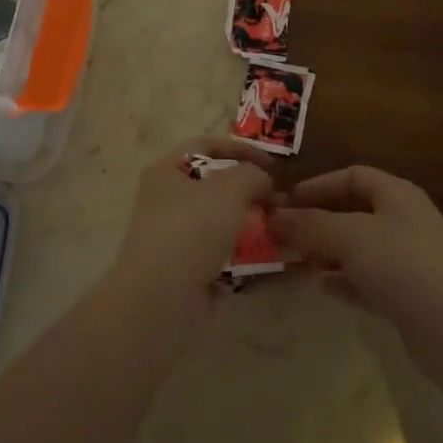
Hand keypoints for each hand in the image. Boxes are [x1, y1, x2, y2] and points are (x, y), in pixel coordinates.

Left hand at [110, 139, 273, 320]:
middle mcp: (165, 200)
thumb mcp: (231, 187)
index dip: (241, 149)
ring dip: (249, 224)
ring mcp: (174, 237)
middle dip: (249, 190)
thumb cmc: (192, 228)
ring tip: (280, 228)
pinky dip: (244, 256)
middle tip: (280, 199)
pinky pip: (221, 255)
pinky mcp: (185, 270)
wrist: (162, 297)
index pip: (206, 145)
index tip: (274, 164)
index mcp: (166, 170)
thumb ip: (253, 174)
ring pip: (219, 222)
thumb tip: (264, 182)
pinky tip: (270, 259)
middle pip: (213, 185)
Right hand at [271, 167, 442, 384]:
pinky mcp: (411, 295)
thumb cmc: (404, 268)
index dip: (318, 185)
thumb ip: (309, 224)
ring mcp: (411, 260)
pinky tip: (323, 288)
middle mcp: (406, 221)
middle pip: (354, 212)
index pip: (352, 176)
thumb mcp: (350, 238)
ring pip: (360, 248)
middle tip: (284, 236)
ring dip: (328, 252)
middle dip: (318, 221)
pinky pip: (369, 279)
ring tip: (297, 262)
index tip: (286, 202)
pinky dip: (345, 280)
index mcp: (397, 195)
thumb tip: (272, 216)